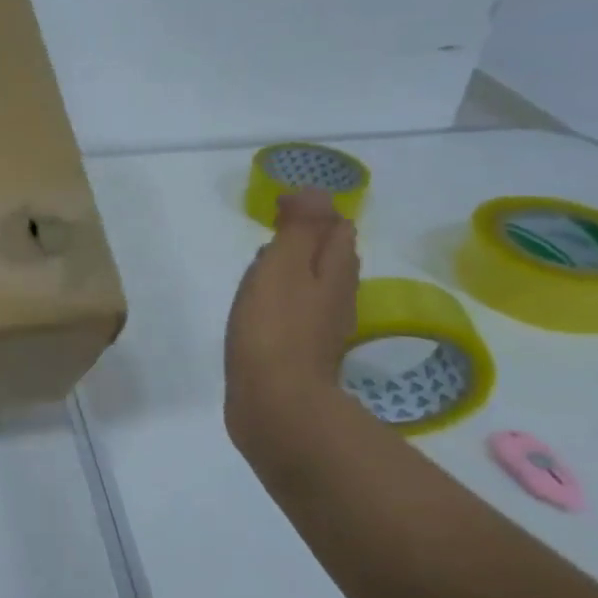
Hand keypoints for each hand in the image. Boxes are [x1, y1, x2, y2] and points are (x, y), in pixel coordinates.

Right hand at [223, 189, 362, 463]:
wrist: (276, 406)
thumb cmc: (274, 329)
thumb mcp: (283, 267)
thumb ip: (299, 228)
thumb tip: (315, 191)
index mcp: (334, 272)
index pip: (336, 229)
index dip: (312, 212)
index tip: (277, 206)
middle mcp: (337, 298)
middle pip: (330, 258)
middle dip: (307, 239)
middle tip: (273, 230)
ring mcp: (321, 330)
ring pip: (314, 286)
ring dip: (295, 269)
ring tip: (263, 266)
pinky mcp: (301, 354)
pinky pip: (296, 314)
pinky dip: (283, 300)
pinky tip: (260, 309)